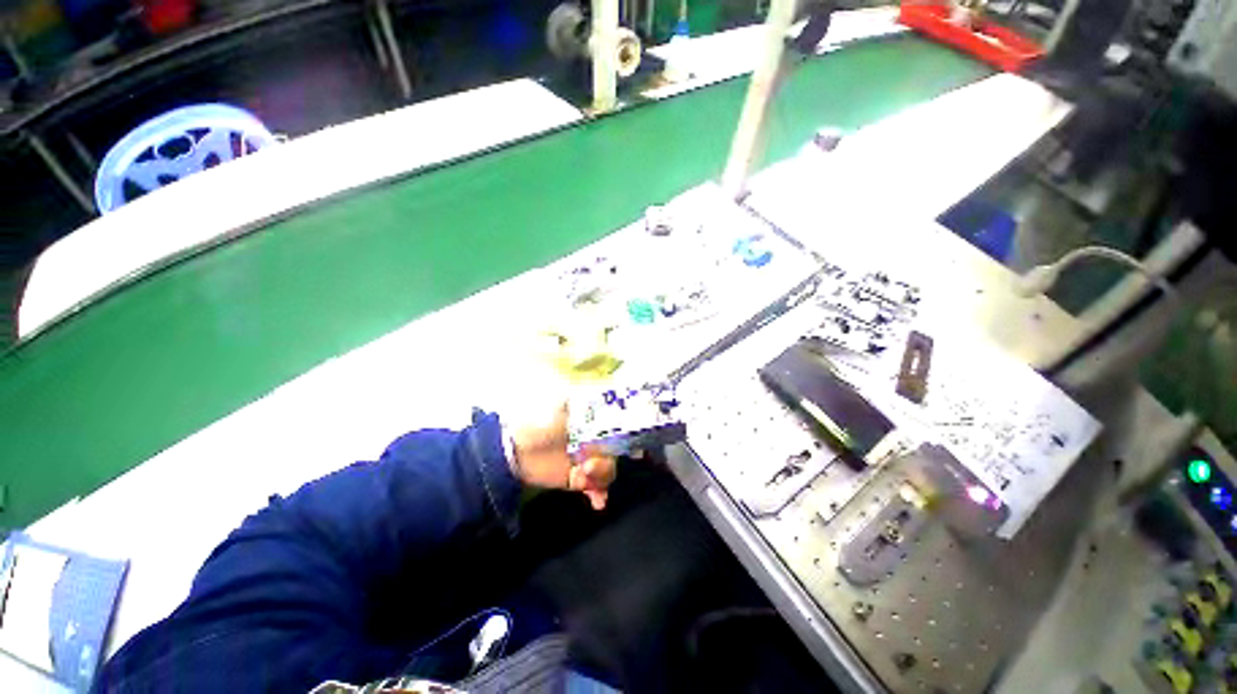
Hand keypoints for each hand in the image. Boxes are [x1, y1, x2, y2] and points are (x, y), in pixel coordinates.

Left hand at [507, 401, 616, 509]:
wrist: (516, 451)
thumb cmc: (540, 423)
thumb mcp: (560, 405)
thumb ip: (579, 400)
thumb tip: (596, 391)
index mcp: (592, 422)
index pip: (617, 429)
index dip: (624, 437)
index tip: (627, 446)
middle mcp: (594, 441)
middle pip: (615, 453)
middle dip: (608, 460)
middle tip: (589, 464)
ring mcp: (587, 461)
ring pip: (608, 470)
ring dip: (601, 475)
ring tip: (583, 474)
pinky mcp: (578, 479)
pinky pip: (596, 488)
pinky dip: (599, 494)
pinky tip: (598, 501)